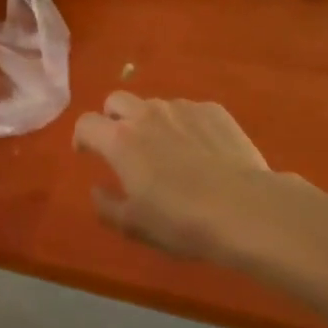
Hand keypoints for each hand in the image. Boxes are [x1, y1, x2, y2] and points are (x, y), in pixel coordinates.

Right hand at [74, 93, 307, 267]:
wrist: (245, 209)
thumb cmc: (182, 221)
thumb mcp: (135, 226)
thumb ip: (107, 206)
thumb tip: (97, 190)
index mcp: (120, 140)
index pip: (86, 123)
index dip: (82, 137)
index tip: (86, 153)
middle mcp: (147, 113)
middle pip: (117, 101)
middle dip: (113, 118)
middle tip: (124, 145)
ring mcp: (182, 107)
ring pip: (155, 105)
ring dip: (151, 122)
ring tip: (168, 151)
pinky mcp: (213, 110)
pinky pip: (189, 111)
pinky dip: (185, 126)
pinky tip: (202, 151)